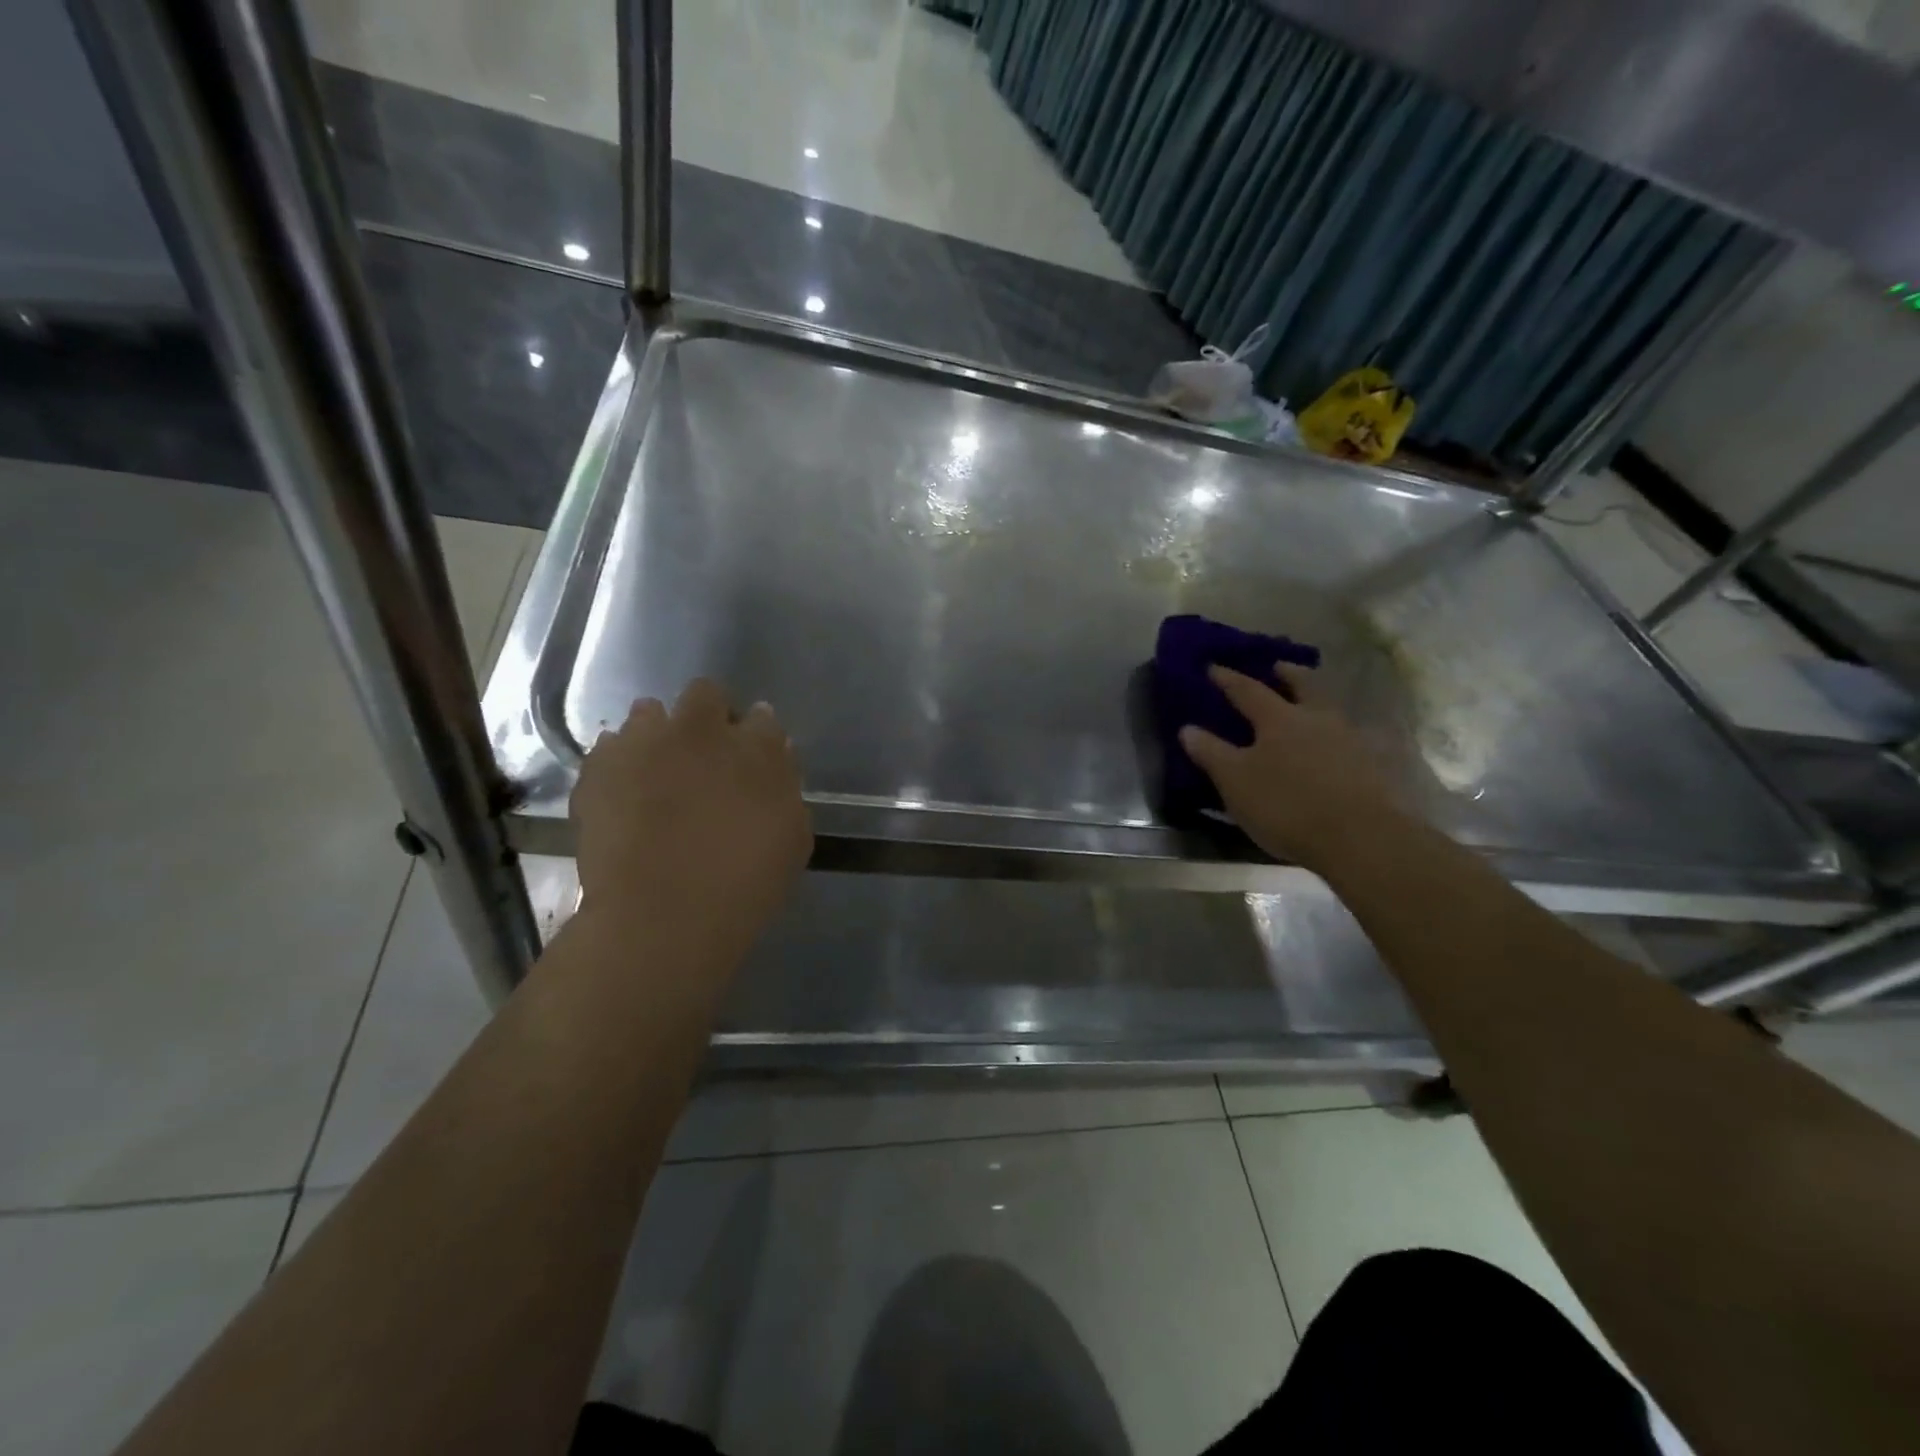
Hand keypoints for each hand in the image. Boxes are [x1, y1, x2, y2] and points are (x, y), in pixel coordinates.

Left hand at [572, 680, 812, 952]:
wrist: (661, 916)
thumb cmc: (744, 884)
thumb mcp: (792, 840)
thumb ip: (784, 790)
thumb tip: (775, 759)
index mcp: (756, 748)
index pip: (763, 718)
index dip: (757, 736)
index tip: (753, 758)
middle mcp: (701, 731)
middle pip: (706, 694)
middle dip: (708, 715)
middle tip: (706, 757)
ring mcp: (646, 744)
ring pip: (649, 712)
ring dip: (658, 734)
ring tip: (657, 773)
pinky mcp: (600, 767)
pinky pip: (610, 748)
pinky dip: (620, 764)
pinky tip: (624, 795)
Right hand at [1180, 663, 1399, 870]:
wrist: (1362, 838)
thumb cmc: (1287, 805)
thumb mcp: (1236, 782)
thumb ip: (1212, 753)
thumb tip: (1187, 728)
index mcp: (1278, 719)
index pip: (1248, 691)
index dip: (1228, 679)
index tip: (1213, 667)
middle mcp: (1317, 719)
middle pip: (1304, 685)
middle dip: (1288, 674)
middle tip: (1278, 667)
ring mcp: (1350, 739)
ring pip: (1331, 708)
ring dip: (1317, 700)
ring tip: (1307, 705)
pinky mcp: (1374, 764)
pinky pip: (1352, 736)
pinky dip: (1338, 733)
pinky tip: (1334, 745)